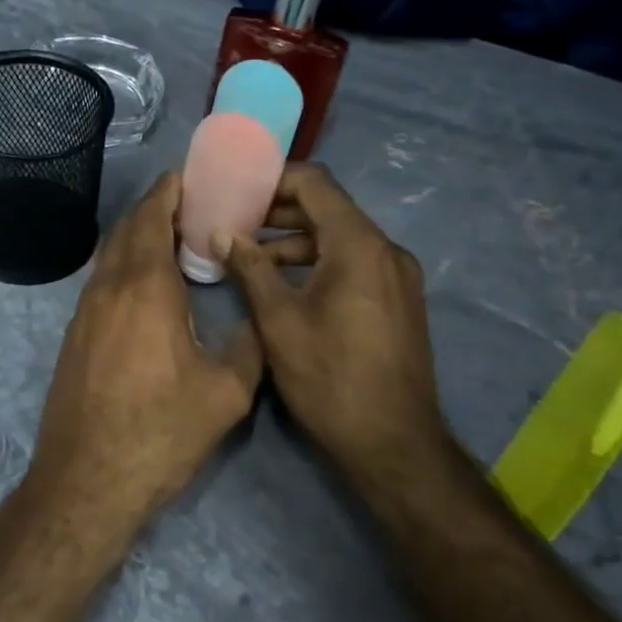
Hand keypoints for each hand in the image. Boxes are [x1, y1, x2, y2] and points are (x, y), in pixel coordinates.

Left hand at [30, 173, 262, 523]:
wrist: (87, 482)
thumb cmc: (160, 433)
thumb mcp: (227, 393)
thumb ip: (249, 346)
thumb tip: (258, 320)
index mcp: (144, 287)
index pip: (152, 217)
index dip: (170, 190)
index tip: (191, 176)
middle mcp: (107, 288)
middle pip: (127, 229)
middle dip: (155, 207)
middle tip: (191, 205)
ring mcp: (84, 313)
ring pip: (109, 256)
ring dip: (137, 237)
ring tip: (173, 240)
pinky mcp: (75, 337)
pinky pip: (101, 282)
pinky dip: (124, 266)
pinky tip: (146, 288)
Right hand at [218, 164, 450, 486]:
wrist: (394, 443)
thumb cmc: (330, 380)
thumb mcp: (279, 322)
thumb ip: (250, 269)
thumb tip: (223, 233)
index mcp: (359, 246)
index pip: (315, 183)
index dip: (272, 178)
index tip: (235, 188)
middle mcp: (386, 250)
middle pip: (328, 208)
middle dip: (278, 211)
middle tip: (234, 222)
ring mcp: (397, 276)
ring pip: (340, 238)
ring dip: (295, 241)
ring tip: (250, 257)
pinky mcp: (398, 300)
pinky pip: (354, 263)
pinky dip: (318, 263)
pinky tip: (285, 285)